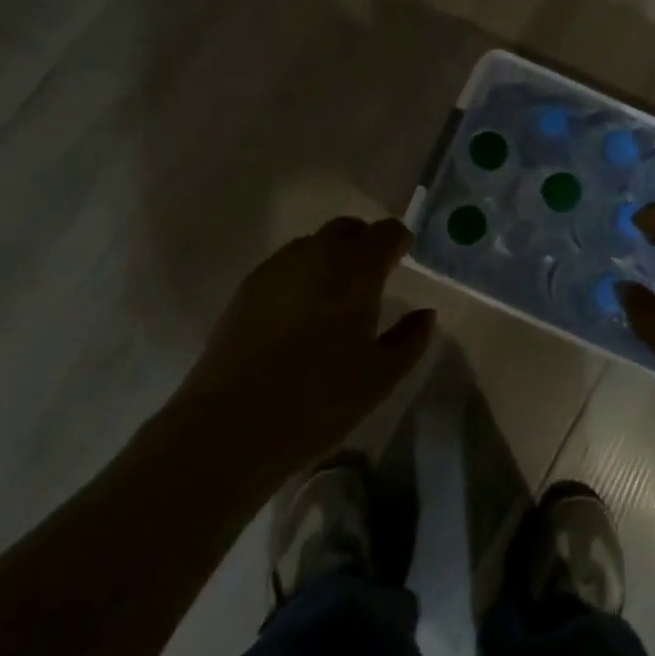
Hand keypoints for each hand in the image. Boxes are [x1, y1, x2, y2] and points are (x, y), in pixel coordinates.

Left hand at [178, 217, 434, 488]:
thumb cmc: (316, 402)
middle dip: (364, 242)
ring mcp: (277, 268)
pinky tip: (298, 312)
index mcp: (356, 270)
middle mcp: (317, 255)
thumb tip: (426, 314)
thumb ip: (409, 340)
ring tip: (334, 295)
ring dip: (330, 256)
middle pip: (347, 228)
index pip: (386, 232)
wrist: (229, 427)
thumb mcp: (378, 379)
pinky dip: (301, 274)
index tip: (403, 258)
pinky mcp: (247, 287)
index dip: (398, 241)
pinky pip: (285, 265)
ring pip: (313, 244)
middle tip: (371, 275)